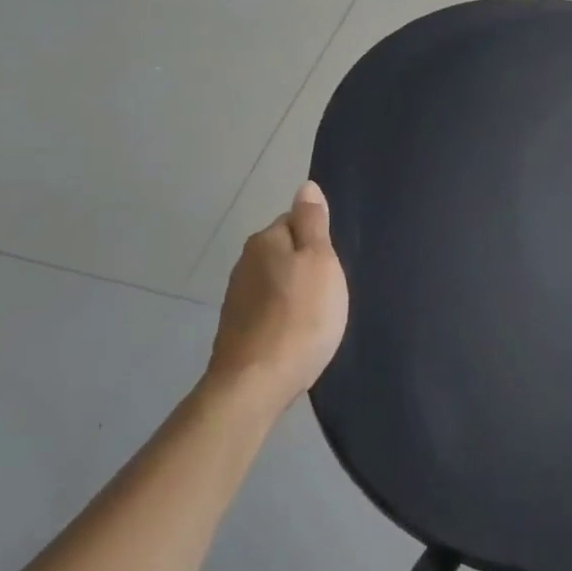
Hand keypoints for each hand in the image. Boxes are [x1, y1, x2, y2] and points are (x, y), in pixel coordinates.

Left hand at [210, 182, 348, 400]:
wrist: (257, 383)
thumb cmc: (301, 316)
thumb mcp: (320, 261)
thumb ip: (314, 223)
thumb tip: (305, 187)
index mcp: (266, 240)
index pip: (296, 221)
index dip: (319, 239)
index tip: (334, 264)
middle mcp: (245, 262)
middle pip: (284, 251)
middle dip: (306, 265)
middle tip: (331, 289)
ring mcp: (237, 297)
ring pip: (276, 281)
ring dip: (295, 291)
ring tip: (317, 314)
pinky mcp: (237, 328)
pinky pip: (268, 308)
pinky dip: (283, 315)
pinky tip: (298, 333)